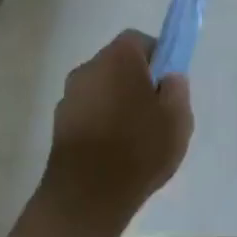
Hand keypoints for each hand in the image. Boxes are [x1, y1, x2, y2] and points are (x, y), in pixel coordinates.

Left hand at [44, 30, 193, 223]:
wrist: (86, 196)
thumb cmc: (138, 149)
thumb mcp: (177, 118)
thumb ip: (177, 89)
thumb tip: (168, 77)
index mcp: (118, 57)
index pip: (139, 41)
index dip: (157, 58)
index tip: (167, 84)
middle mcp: (88, 67)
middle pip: (118, 64)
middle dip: (135, 81)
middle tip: (155, 112)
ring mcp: (69, 96)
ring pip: (101, 89)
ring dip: (116, 103)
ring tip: (134, 138)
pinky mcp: (58, 124)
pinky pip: (88, 112)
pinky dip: (100, 123)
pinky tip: (113, 152)